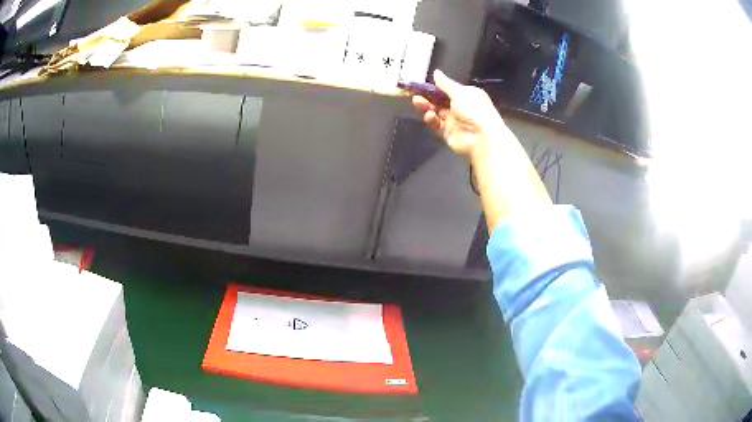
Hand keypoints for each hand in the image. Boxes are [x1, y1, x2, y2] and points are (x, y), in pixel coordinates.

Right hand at [412, 70, 507, 156]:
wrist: (483, 138)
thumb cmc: (475, 110)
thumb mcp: (460, 93)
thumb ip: (445, 84)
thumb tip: (436, 72)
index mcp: (467, 95)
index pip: (448, 89)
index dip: (435, 87)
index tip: (421, 84)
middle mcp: (461, 107)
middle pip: (439, 101)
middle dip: (427, 97)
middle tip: (414, 93)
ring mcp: (454, 121)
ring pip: (436, 112)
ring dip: (426, 106)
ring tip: (418, 102)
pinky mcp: (448, 133)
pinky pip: (436, 125)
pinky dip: (431, 119)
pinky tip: (429, 116)